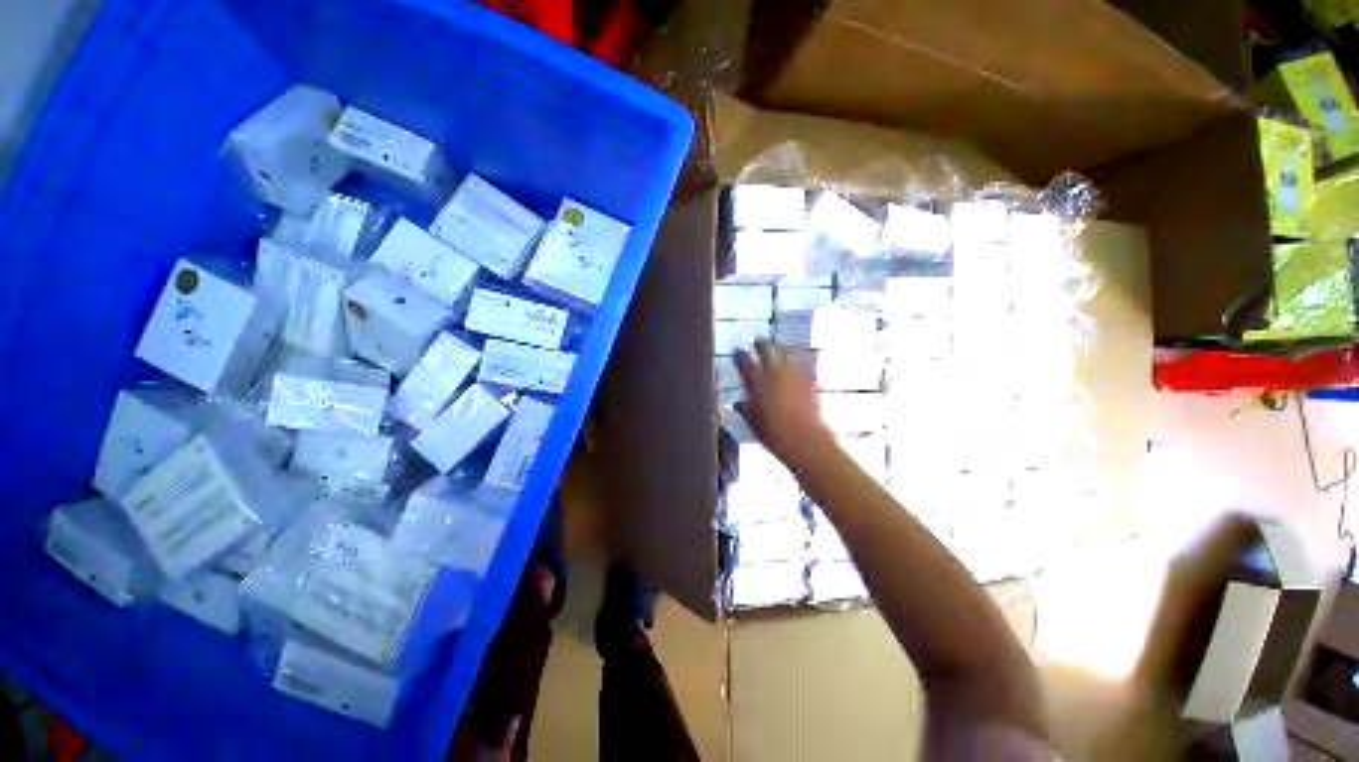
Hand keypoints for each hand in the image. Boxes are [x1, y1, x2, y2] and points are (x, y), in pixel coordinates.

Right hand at [733, 339, 833, 464]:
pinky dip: (793, 365)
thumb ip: (744, 407)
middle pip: (766, 348)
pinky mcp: (809, 379)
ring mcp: (793, 373)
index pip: (744, 360)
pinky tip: (793, 371)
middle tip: (758, 343)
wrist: (803, 438)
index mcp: (756, 380)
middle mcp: (774, 371)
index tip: (737, 352)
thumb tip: (738, 403)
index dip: (739, 355)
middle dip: (761, 344)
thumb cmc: (772, 432)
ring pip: (784, 353)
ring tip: (776, 354)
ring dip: (778, 352)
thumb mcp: (752, 419)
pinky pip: (799, 365)